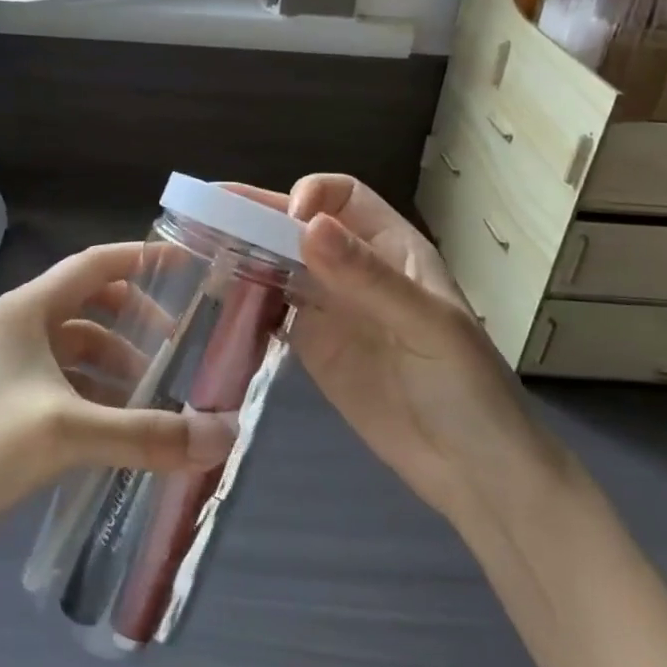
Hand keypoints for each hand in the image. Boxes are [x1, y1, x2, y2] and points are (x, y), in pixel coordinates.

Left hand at [0, 243, 237, 539]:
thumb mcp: (70, 433)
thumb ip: (149, 433)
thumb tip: (224, 436)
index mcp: (26, 310)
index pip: (93, 264)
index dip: (141, 259)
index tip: (187, 264)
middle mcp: (19, 327)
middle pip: (90, 303)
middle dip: (135, 320)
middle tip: (178, 344)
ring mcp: (11, 365)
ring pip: (79, 347)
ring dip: (118, 363)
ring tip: (156, 396)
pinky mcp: (10, 402)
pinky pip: (67, 381)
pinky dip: (98, 393)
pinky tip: (122, 426)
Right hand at [233, 175, 552, 524]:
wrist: (471, 471)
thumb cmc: (466, 387)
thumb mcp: (426, 325)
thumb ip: (368, 276)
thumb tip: (308, 225)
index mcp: (391, 248)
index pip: (343, 196)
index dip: (311, 195)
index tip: (285, 220)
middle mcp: (354, 268)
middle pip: (299, 226)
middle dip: (255, 215)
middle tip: (201, 211)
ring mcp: (330, 308)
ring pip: (279, 263)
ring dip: (243, 253)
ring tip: (195, 249)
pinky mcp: (312, 345)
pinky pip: (271, 309)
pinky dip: (244, 299)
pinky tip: (216, 297)